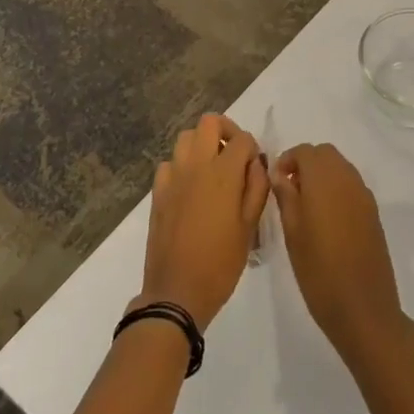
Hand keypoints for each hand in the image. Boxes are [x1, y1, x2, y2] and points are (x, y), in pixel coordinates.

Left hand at [138, 114, 268, 328]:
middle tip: (235, 155)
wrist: (177, 291)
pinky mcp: (157, 191)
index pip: (242, 139)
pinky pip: (170, 163)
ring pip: (186, 138)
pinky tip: (191, 188)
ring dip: (202, 144)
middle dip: (226, 131)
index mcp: (223, 174)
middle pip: (209, 123)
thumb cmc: (221, 263)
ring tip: (213, 170)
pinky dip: (183, 165)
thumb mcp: (250, 227)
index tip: (255, 167)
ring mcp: (172, 177)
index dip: (253, 148)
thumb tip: (256, 163)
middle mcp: (195, 166)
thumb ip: (256, 188)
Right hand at [271, 144, 406, 370]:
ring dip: (322, 175)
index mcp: (324, 181)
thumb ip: (286, 197)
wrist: (363, 309)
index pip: (305, 151)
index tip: (275, 182)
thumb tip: (280, 174)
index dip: (287, 160)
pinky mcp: (373, 213)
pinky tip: (326, 218)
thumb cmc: (319, 272)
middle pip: (326, 154)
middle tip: (289, 190)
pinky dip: (337, 189)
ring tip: (306, 206)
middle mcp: (347, 180)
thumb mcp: (292, 234)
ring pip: (341, 168)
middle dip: (306, 163)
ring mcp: (364, 196)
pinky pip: (352, 186)